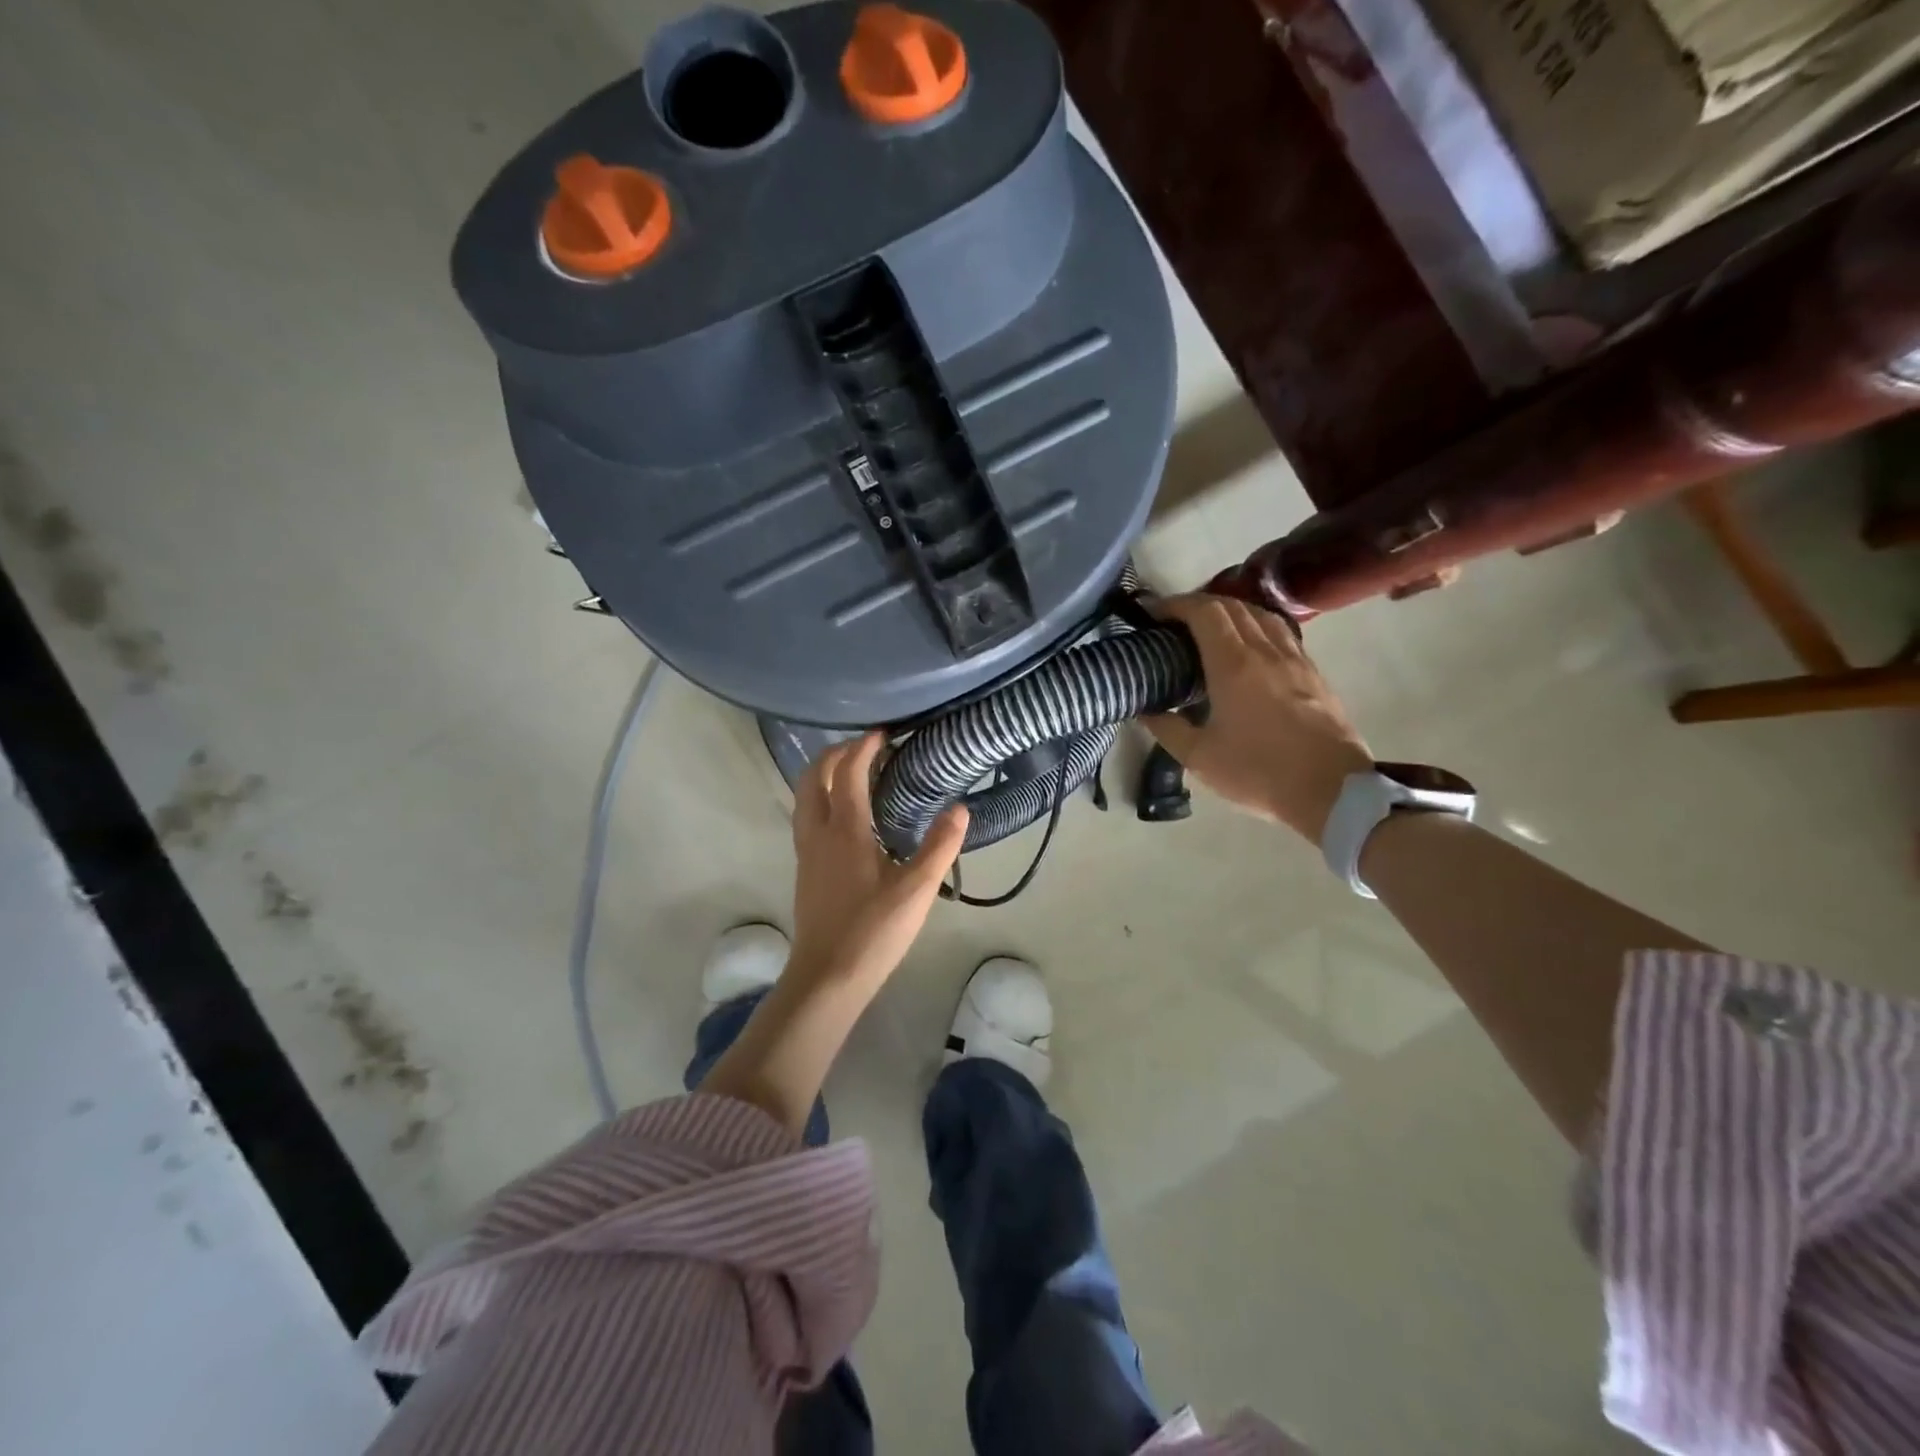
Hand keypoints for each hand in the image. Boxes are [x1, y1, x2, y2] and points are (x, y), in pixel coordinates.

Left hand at [788, 733, 968, 990]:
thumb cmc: (873, 931)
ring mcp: (807, 853)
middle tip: (863, 748)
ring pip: (803, 799)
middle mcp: (818, 834)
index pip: (847, 773)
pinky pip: (806, 818)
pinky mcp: (805, 871)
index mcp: (844, 831)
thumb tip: (959, 808)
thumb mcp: (917, 890)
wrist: (827, 977)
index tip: (882, 734)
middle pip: (812, 778)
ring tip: (851, 774)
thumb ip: (939, 847)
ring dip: (822, 776)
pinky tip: (845, 818)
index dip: (863, 748)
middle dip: (833, 754)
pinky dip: (821, 800)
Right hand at [1143, 594, 1371, 844]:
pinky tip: (1249, 649)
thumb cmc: (1259, 773)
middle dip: (1198, 605)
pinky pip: (1281, 634)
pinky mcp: (1313, 673)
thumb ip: (1167, 728)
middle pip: (1232, 606)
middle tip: (1174, 622)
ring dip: (1230, 612)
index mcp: (1234, 665)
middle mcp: (1266, 651)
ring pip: (1261, 615)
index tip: (1153, 613)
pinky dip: (1256, 628)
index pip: (1204, 612)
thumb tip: (1146, 710)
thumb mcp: (1199, 758)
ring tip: (1210, 630)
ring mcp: (1295, 659)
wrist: (1332, 790)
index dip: (1175, 605)